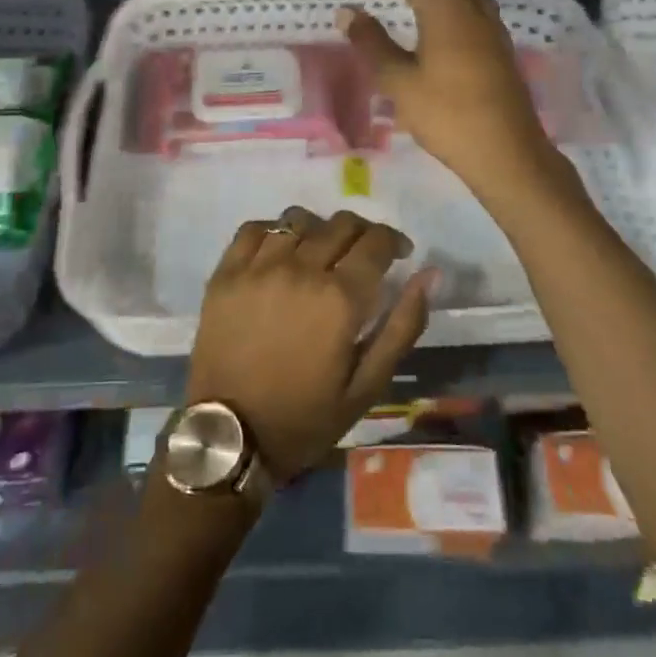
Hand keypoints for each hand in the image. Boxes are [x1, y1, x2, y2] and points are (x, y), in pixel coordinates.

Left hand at [186, 207, 434, 482]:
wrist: (230, 436)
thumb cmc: (305, 417)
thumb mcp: (367, 386)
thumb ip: (402, 326)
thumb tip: (429, 275)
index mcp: (340, 298)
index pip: (376, 242)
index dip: (394, 241)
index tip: (399, 254)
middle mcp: (300, 270)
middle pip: (341, 224)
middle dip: (362, 233)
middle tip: (363, 255)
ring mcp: (259, 267)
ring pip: (298, 220)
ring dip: (319, 229)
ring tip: (321, 251)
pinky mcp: (226, 273)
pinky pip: (254, 229)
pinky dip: (274, 231)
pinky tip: (280, 251)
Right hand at [337, 0, 557, 196]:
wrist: (506, 151)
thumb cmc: (447, 114)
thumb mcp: (399, 79)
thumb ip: (371, 42)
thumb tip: (348, 13)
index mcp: (443, 2)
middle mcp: (469, 0)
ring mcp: (488, 20)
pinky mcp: (496, 40)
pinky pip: (460, 6)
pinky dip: (435, 3)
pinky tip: (425, 21)